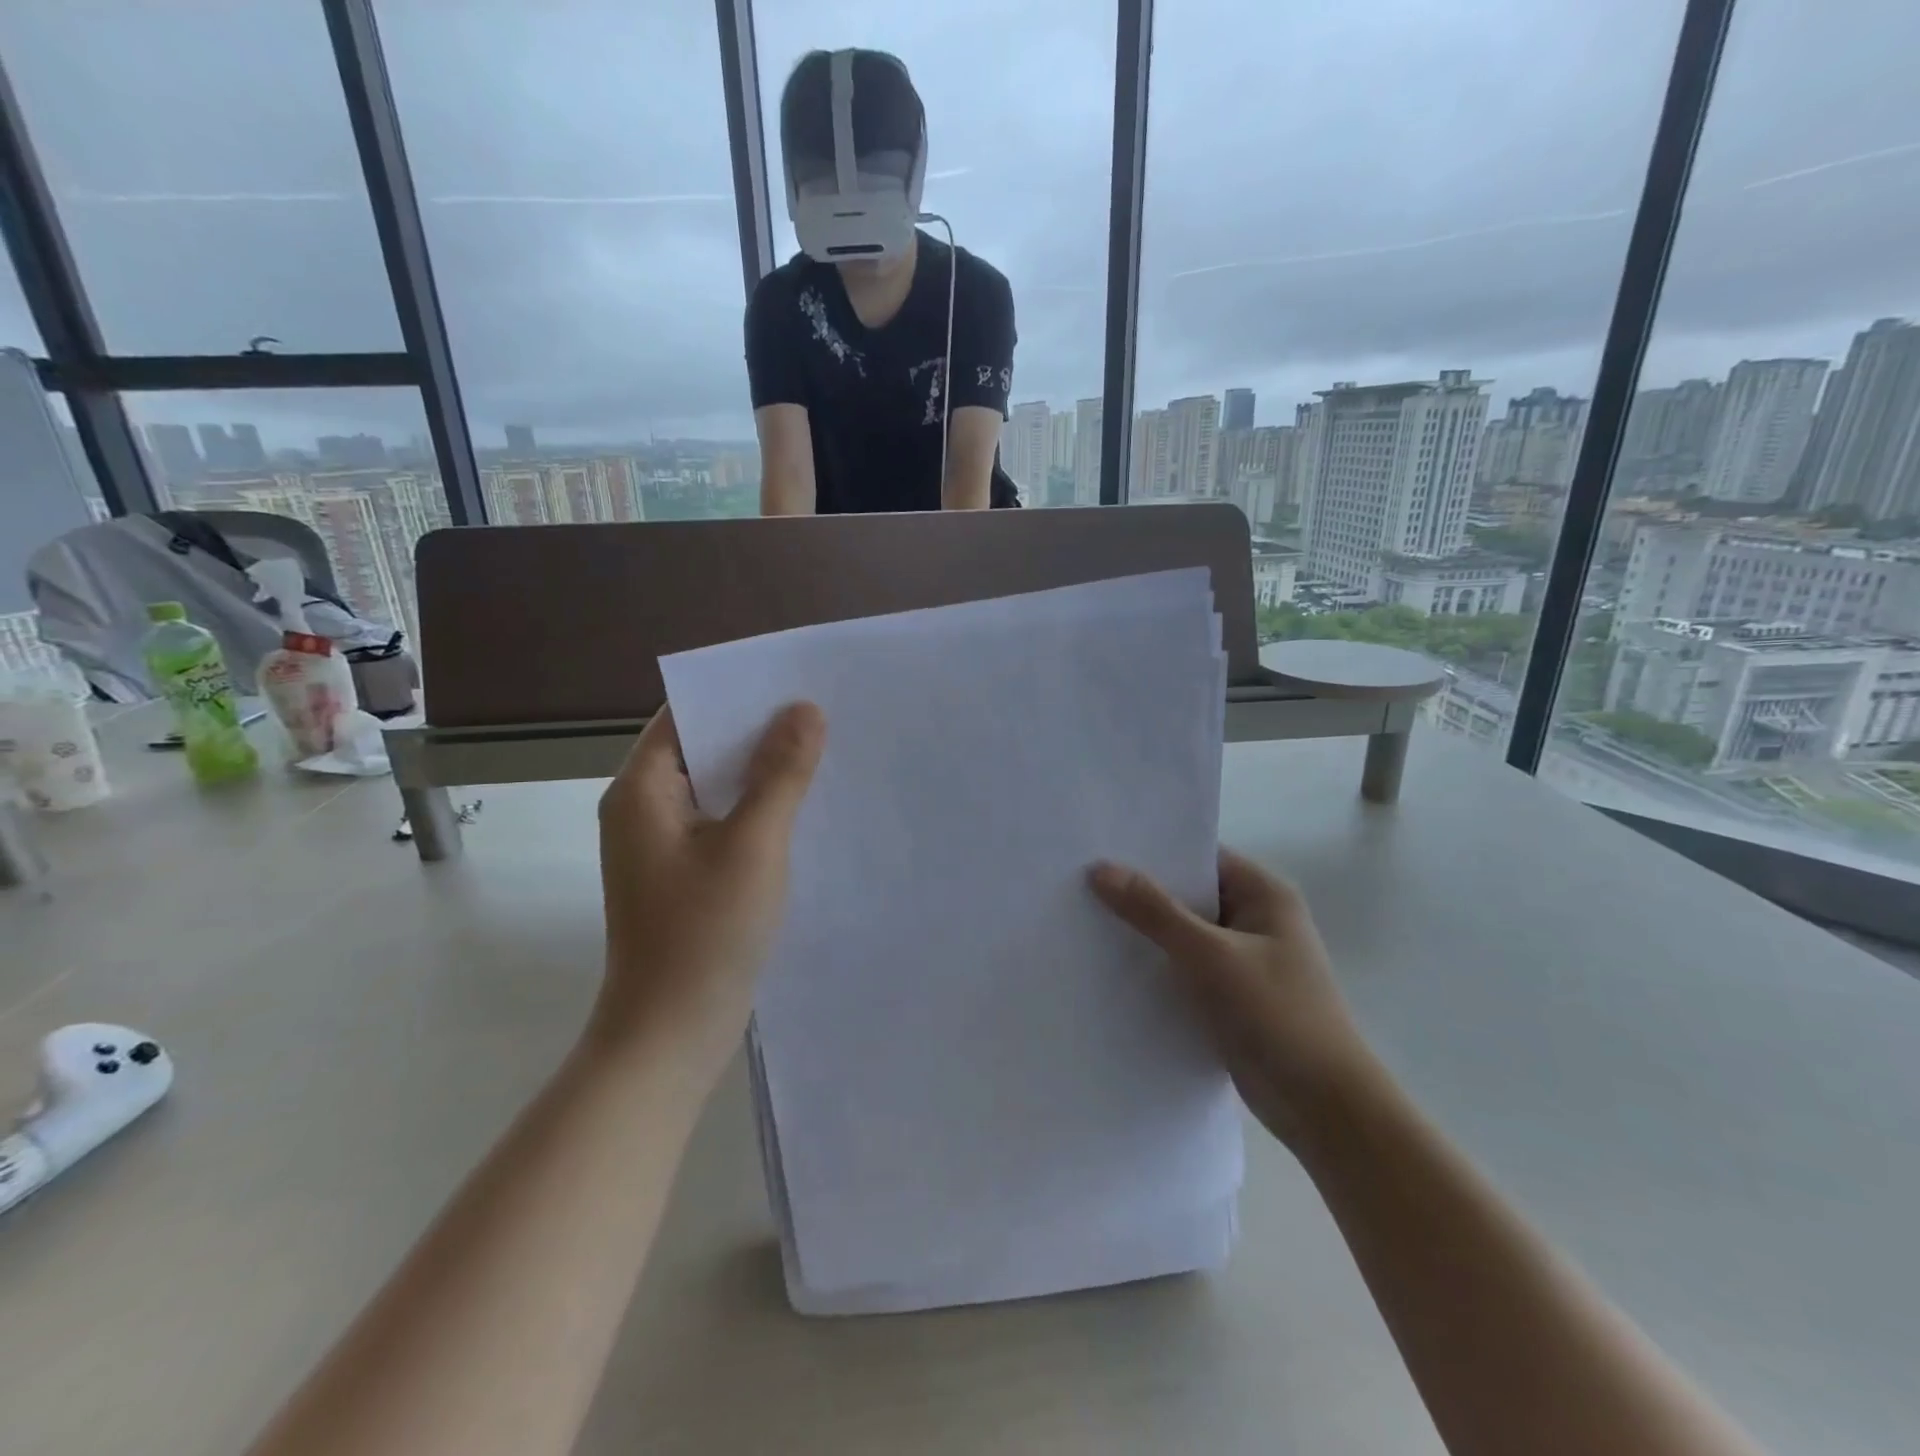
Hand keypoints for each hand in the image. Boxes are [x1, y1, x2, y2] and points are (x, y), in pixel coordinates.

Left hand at [594, 702, 824, 1086]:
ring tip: (821, 752)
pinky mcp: (683, 875)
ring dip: (760, 773)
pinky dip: (756, 810)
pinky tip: (801, 809)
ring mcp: (662, 846)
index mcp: (642, 791)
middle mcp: (643, 810)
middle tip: (821, 715)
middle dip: (757, 733)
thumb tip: (804, 709)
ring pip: (716, 789)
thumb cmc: (705, 932)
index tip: (792, 683)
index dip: (736, 696)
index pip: (685, 716)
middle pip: (701, 749)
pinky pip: (722, 823)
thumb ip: (779, 774)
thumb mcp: (752, 844)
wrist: (671, 1033)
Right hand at [1090, 849, 1377, 1150]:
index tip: (1099, 846)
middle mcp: (1254, 918)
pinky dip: (1156, 965)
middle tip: (1079, 881)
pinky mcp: (1231, 994)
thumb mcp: (1211, 955)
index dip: (1151, 850)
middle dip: (1140, 891)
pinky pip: (1185, 966)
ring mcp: (1243, 959)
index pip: (1199, 855)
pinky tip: (1111, 965)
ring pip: (1182, 932)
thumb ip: (1154, 911)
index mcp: (1263, 893)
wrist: (1324, 1108)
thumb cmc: (1277, 1015)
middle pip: (1187, 893)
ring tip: (1084, 918)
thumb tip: (1100, 868)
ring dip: (1145, 931)